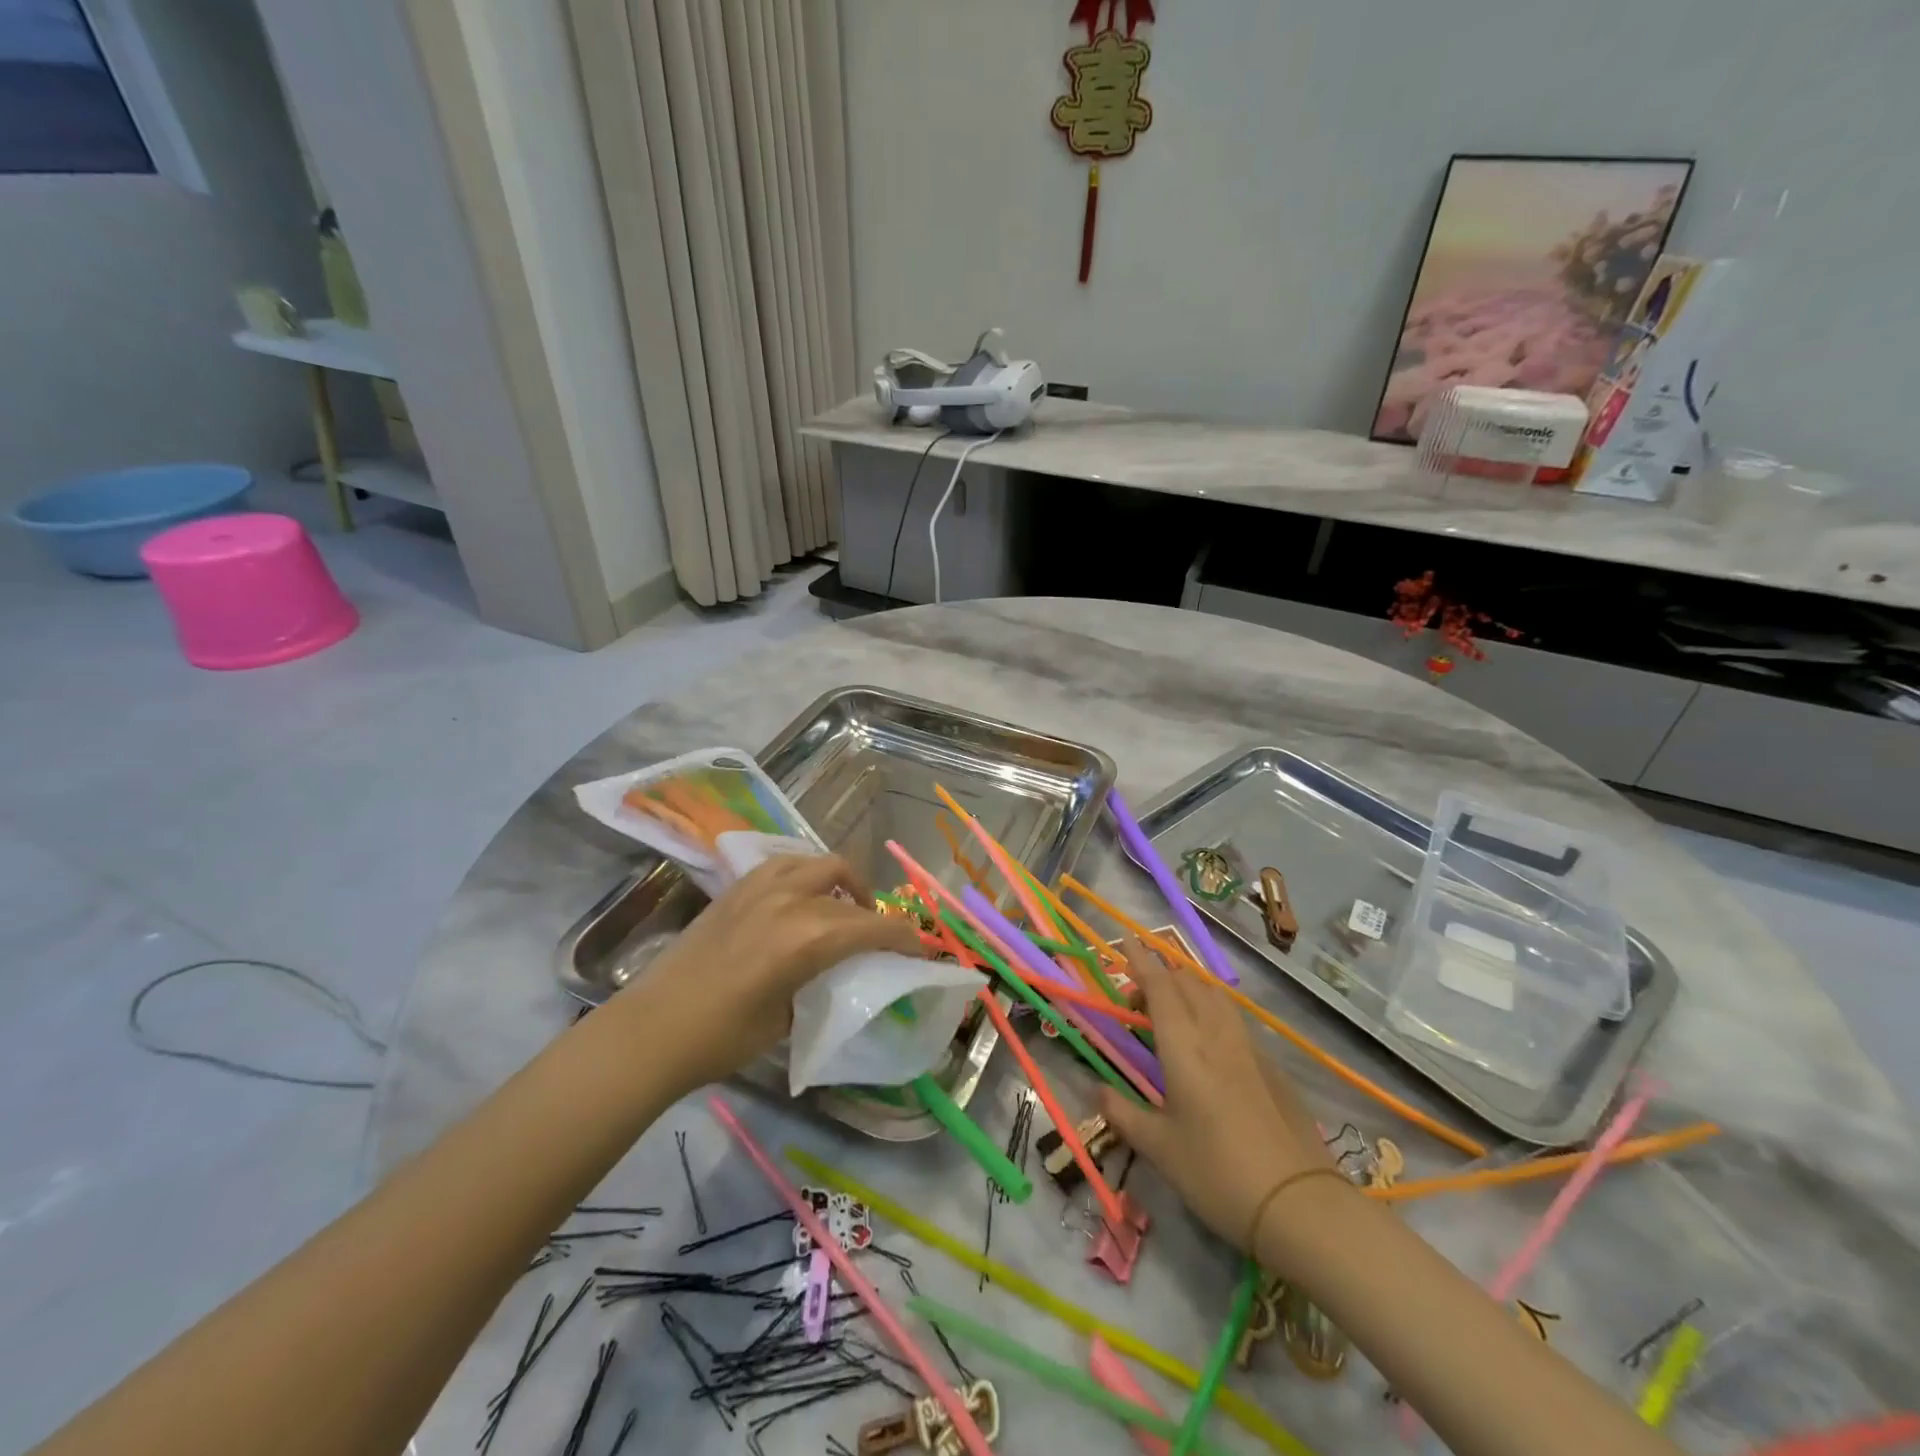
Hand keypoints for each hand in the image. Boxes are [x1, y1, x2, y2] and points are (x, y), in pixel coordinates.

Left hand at [618, 853, 925, 1096]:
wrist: (653, 1029)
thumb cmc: (722, 1038)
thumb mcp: (787, 1019)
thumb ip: (821, 982)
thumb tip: (838, 972)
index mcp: (807, 938)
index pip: (874, 926)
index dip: (905, 936)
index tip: (919, 949)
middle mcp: (789, 900)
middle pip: (850, 887)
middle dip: (875, 909)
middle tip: (878, 936)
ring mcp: (760, 887)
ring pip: (819, 862)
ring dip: (841, 881)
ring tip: (842, 907)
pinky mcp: (736, 887)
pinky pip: (785, 865)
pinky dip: (806, 875)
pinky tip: (801, 899)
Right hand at [1098, 939, 1338, 1259]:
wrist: (1301, 1205)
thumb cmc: (1218, 1174)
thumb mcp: (1160, 1149)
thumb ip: (1124, 1114)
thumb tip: (1096, 1090)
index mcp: (1185, 1048)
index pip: (1160, 988)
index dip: (1142, 961)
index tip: (1127, 940)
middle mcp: (1217, 1036)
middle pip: (1189, 984)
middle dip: (1161, 976)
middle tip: (1138, 999)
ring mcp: (1250, 1049)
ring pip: (1216, 997)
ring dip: (1190, 989)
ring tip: (1172, 1011)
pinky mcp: (1272, 1067)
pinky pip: (1234, 1020)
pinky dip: (1213, 1012)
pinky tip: (1209, 1043)